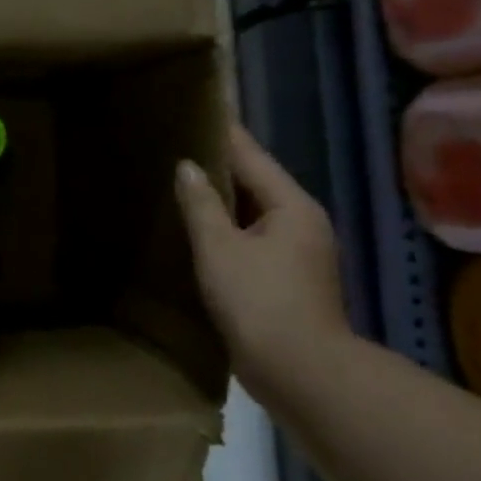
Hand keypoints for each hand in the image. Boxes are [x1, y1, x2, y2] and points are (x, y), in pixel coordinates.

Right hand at [174, 124, 351, 390]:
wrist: (299, 371)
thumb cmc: (259, 300)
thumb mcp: (220, 248)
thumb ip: (201, 204)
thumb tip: (187, 167)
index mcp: (292, 207)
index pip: (252, 157)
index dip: (225, 133)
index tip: (200, 108)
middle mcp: (302, 223)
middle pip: (256, 183)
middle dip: (221, 165)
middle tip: (179, 143)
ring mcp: (298, 254)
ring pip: (253, 213)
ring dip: (222, 199)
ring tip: (181, 182)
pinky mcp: (286, 280)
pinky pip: (251, 239)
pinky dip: (226, 228)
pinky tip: (197, 230)